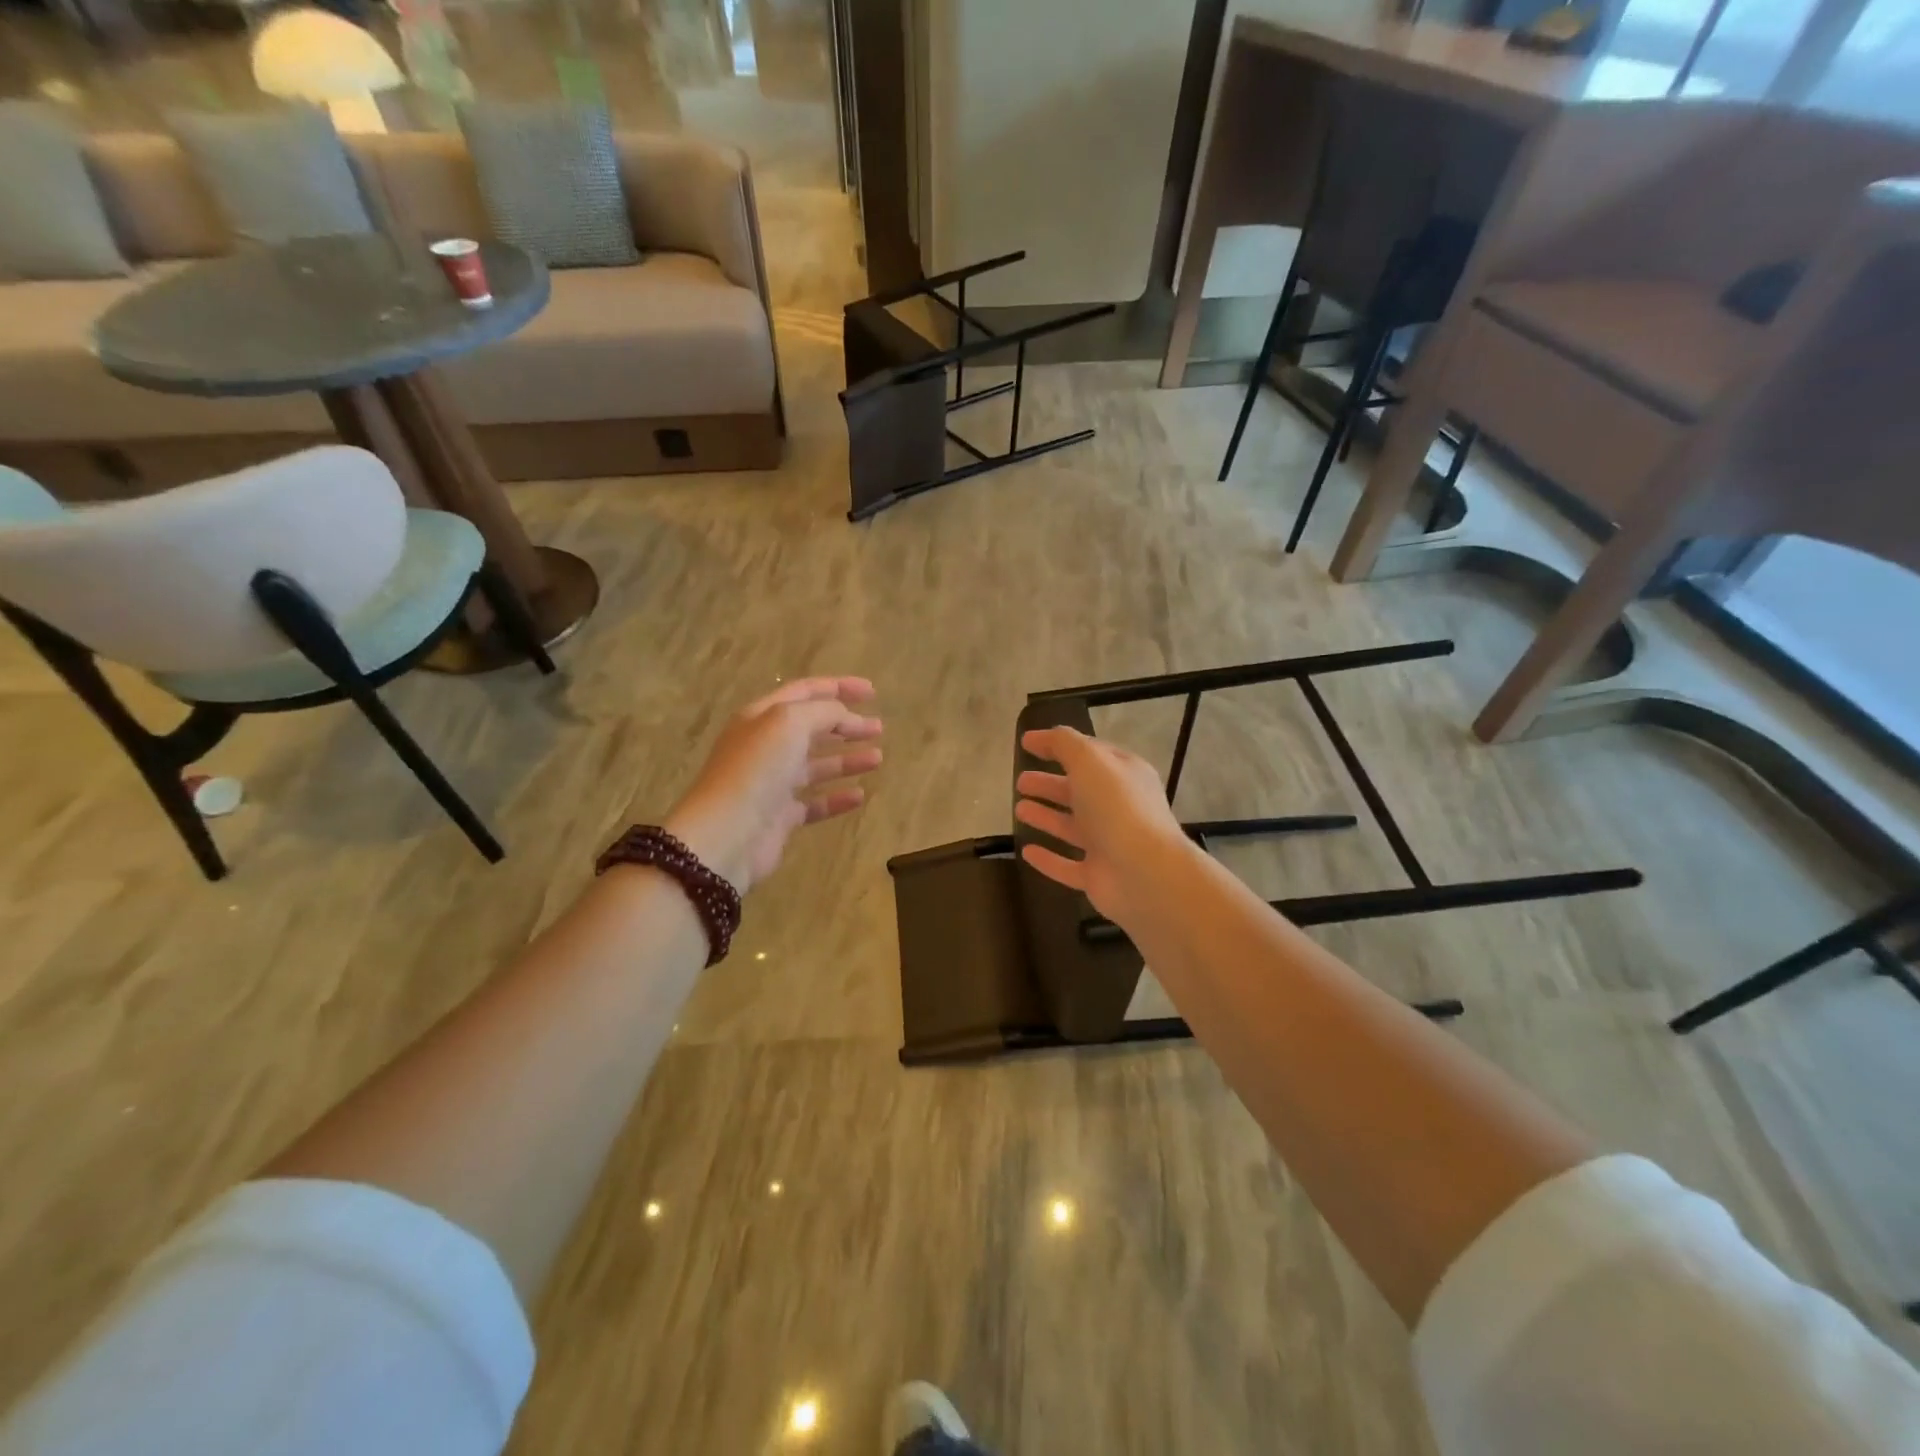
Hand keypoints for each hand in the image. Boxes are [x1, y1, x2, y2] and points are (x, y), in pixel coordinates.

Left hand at [658, 677, 882, 894]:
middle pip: (812, 728)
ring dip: (847, 759)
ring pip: (816, 765)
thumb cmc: (757, 770)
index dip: (839, 687)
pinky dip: (837, 797)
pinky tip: (860, 796)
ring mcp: (772, 783)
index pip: (805, 692)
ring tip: (878, 759)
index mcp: (762, 717)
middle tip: (879, 728)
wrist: (727, 834)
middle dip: (847, 724)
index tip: (873, 692)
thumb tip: (845, 716)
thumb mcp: (790, 723)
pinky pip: (815, 802)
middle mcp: (766, 746)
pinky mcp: (780, 817)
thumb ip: (823, 712)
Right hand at [1014, 726, 1192, 928]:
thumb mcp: (1089, 761)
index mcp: (1123, 775)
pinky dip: (1048, 858)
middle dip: (1050, 784)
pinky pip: (1067, 865)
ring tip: (1018, 809)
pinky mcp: (1098, 876)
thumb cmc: (1117, 807)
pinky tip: (1026, 851)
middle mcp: (1118, 807)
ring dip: (1046, 816)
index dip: (1058, 745)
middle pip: (1078, 791)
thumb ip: (1065, 744)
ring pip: (1072, 827)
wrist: (1145, 873)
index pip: (1089, 753)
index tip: (1026, 743)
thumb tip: (1044, 736)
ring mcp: (1109, 844)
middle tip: (1020, 781)